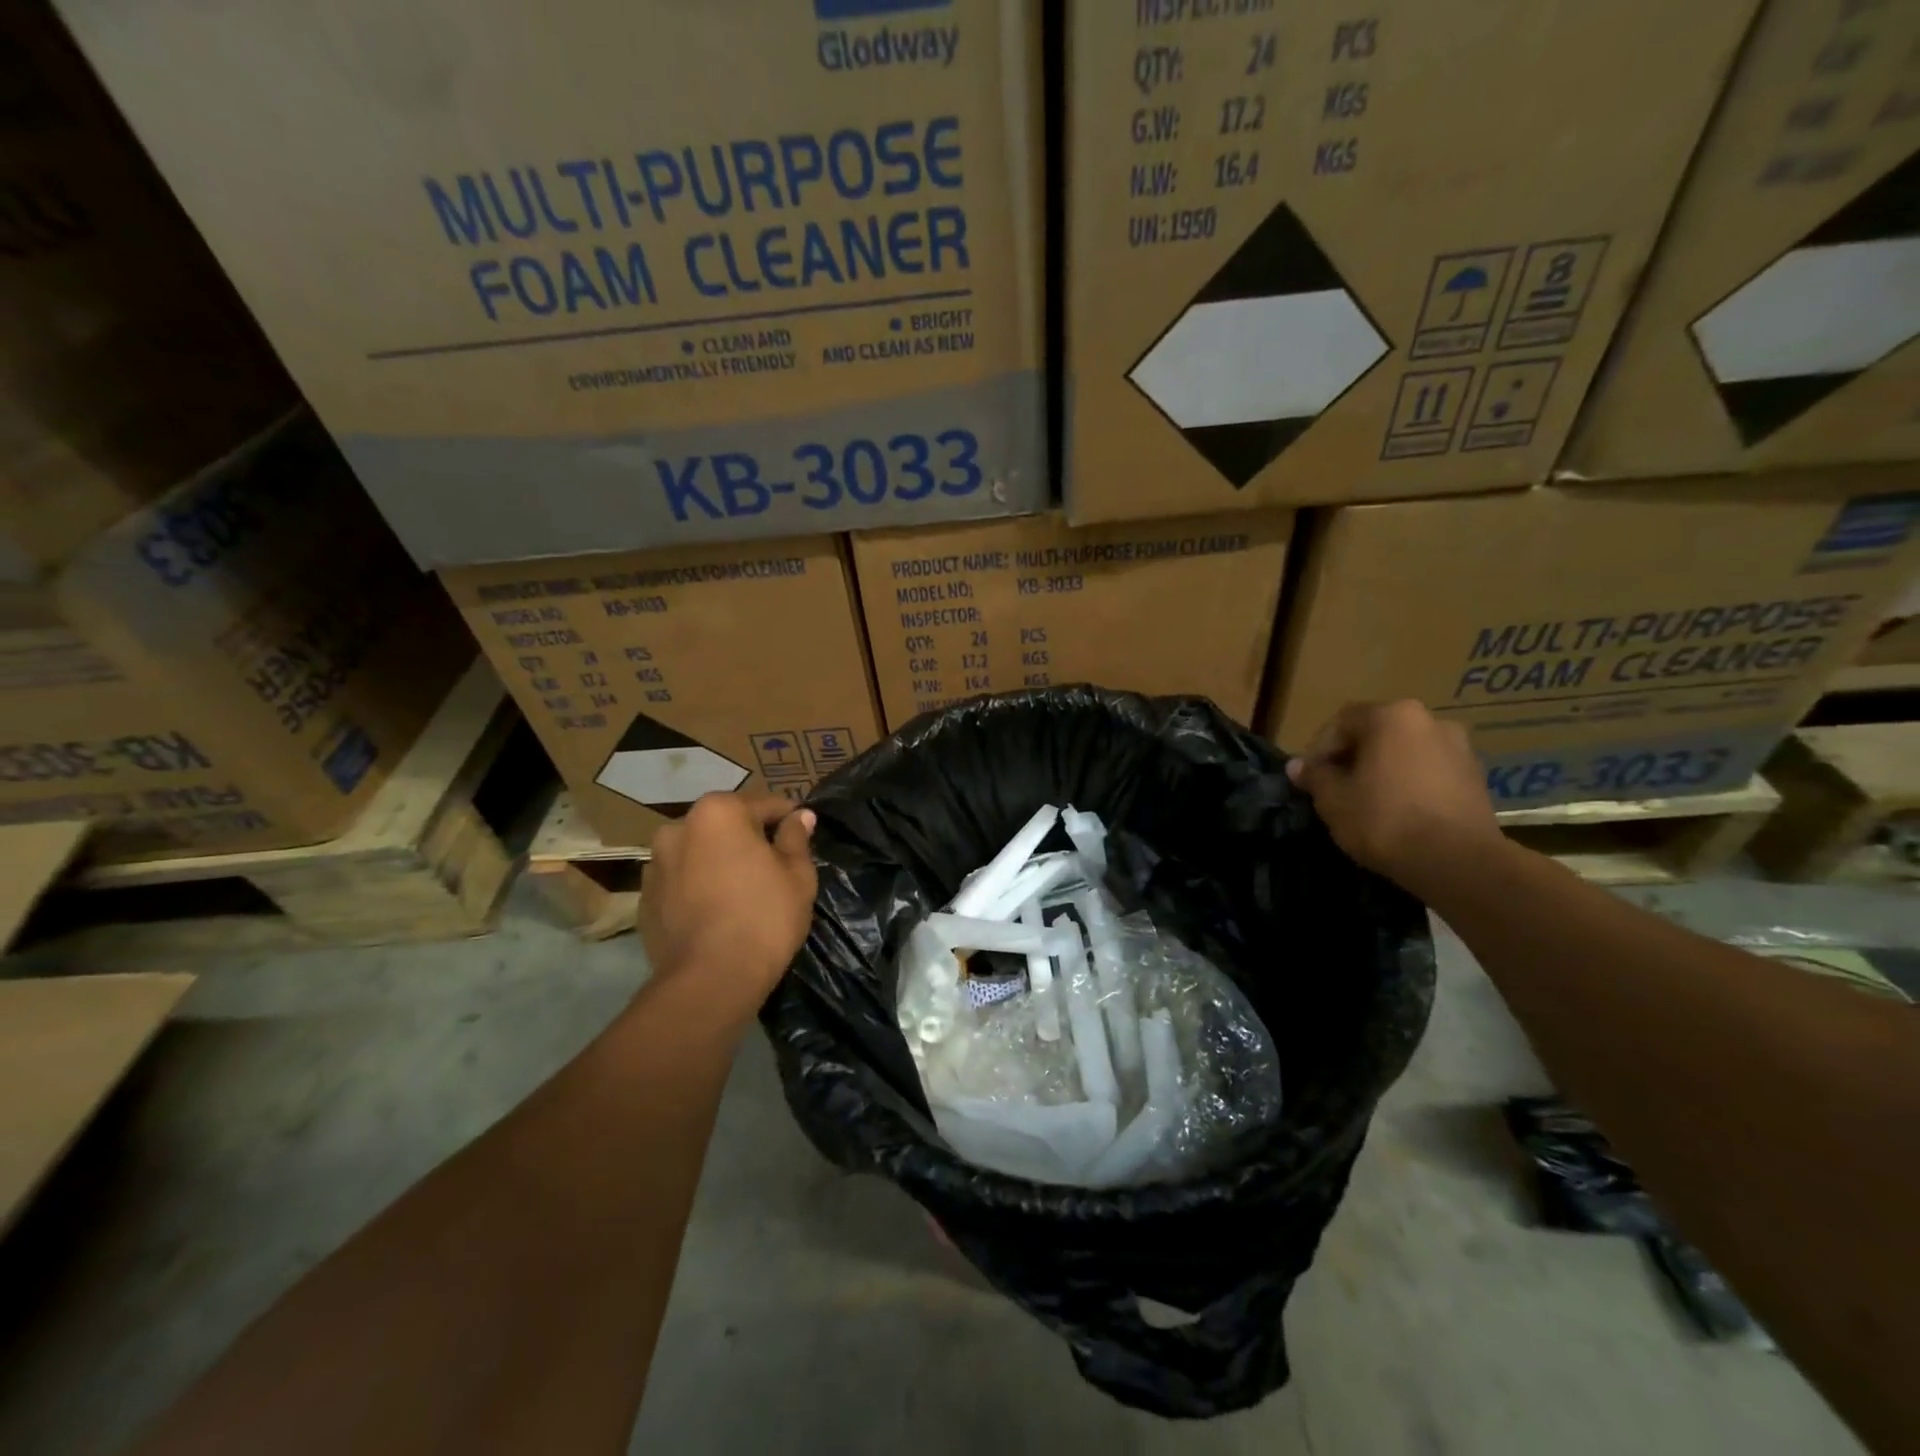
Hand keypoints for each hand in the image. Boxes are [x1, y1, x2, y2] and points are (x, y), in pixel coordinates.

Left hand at [637, 793, 818, 1021]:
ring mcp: (655, 864)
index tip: (802, 838)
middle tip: (774, 868)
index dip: (789, 821)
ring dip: (719, 862)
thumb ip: (796, 838)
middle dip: (749, 840)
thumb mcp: (797, 875)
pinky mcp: (644, 900)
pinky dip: (699, 888)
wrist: (710, 980)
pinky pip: (681, 883)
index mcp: (718, 812)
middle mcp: (678, 827)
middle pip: (727, 826)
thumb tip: (800, 816)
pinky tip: (717, 914)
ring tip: (742, 892)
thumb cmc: (764, 916)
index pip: (766, 805)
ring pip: (700, 853)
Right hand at [1285, 699, 1502, 890]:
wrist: (1459, 862)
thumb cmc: (1385, 820)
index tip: (1309, 779)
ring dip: (1382, 770)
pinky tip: (1398, 813)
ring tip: (1366, 802)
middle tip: (1334, 788)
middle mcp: (1430, 720)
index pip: (1341, 722)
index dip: (1318, 750)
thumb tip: (1297, 766)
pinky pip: (1429, 772)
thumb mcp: (1333, 800)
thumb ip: (1314, 776)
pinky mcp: (1476, 778)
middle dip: (1352, 758)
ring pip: (1405, 753)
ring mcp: (1459, 748)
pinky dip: (1409, 784)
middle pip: (1376, 734)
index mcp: (1392, 716)